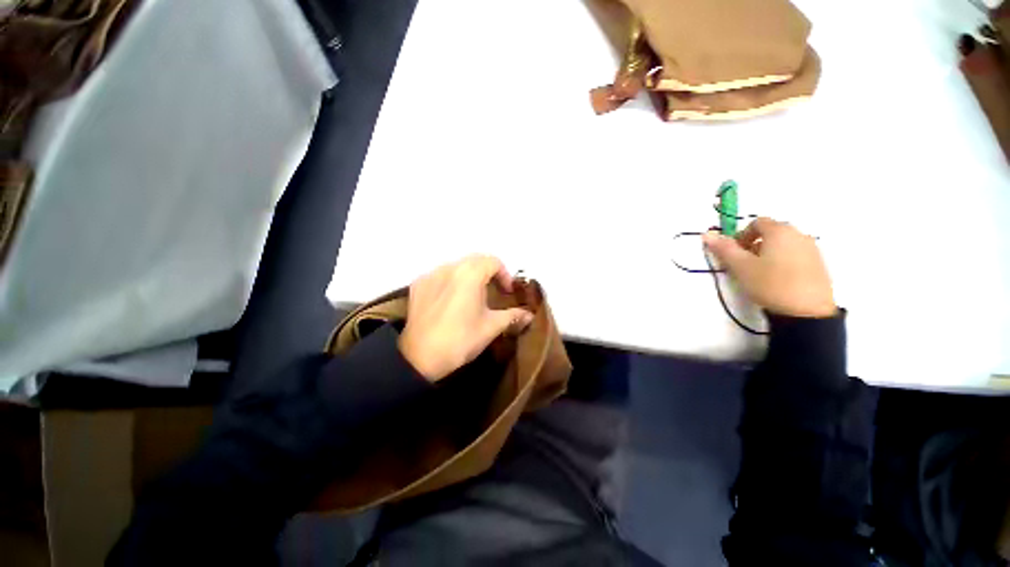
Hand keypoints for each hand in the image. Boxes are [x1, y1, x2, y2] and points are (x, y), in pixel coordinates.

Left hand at [398, 255, 534, 381]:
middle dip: (489, 273)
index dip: (505, 275)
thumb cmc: (461, 340)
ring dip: (470, 275)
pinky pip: (440, 275)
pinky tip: (451, 300)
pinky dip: (451, 281)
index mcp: (470, 273)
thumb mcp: (491, 327)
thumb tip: (529, 315)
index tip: (507, 293)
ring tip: (472, 296)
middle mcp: (450, 267)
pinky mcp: (418, 285)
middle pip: (475, 260)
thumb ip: (513, 316)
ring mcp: (431, 274)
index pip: (493, 262)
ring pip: (457, 266)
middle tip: (494, 292)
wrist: (419, 358)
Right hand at [702, 218, 835, 317]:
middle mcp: (798, 234)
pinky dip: (783, 261)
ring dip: (769, 252)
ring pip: (784, 244)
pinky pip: (796, 255)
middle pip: (772, 232)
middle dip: (754, 244)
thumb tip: (707, 234)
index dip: (741, 235)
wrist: (807, 311)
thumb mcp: (741, 267)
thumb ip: (724, 249)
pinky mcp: (819, 264)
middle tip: (744, 263)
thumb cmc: (769, 284)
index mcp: (779, 231)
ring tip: (760, 273)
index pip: (757, 222)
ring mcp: (812, 249)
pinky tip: (778, 279)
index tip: (734, 253)